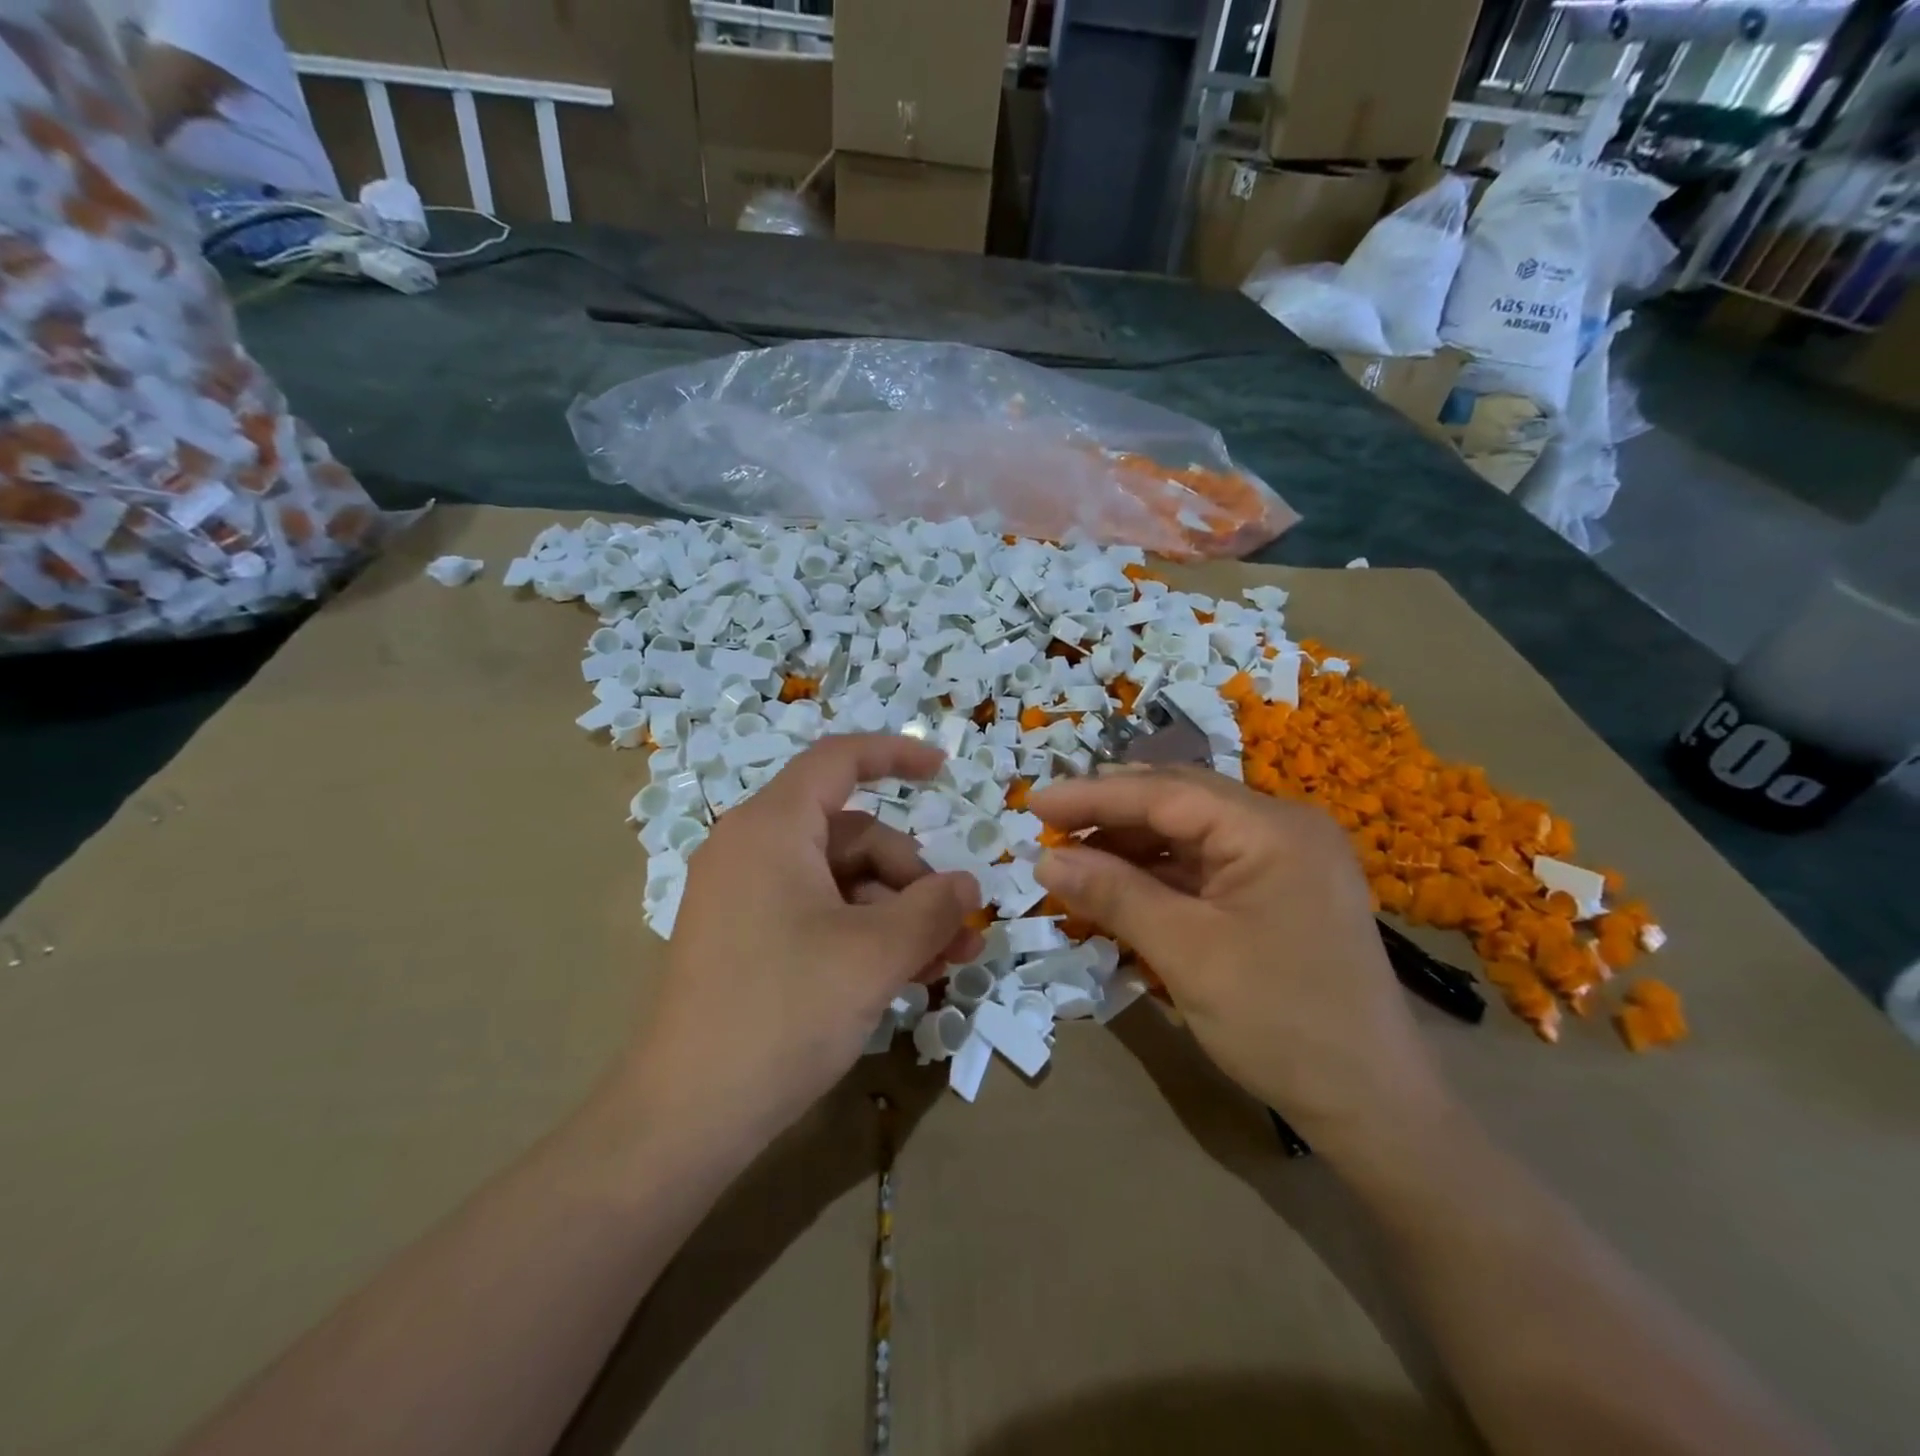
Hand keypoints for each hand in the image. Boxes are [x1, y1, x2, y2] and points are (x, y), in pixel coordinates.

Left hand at [620, 735, 981, 1149]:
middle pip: (853, 835)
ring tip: (944, 963)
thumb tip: (966, 885)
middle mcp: (753, 849)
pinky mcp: (747, 939)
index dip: (896, 755)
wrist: (685, 1118)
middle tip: (957, 931)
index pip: (838, 760)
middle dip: (912, 877)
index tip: (945, 771)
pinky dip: (864, 934)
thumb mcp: (874, 956)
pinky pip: (819, 914)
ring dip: (898, 914)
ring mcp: (746, 896)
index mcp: (771, 828)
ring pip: (842, 881)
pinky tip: (906, 975)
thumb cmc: (783, 1013)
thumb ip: (932, 909)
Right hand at [1030, 768, 1448, 1154]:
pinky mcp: (1278, 893)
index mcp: (1272, 828)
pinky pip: (1206, 869)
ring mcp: (1284, 860)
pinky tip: (1119, 890)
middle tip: (1048, 828)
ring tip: (1073, 861)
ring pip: (1189, 836)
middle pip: (1179, 804)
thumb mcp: (1186, 953)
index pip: (1166, 792)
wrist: (1373, 1107)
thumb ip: (1114, 895)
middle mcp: (1283, 828)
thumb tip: (1045, 860)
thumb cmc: (1281, 1023)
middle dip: (1110, 815)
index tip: (1034, 803)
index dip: (1094, 795)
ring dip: (1130, 848)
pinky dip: (1158, 878)